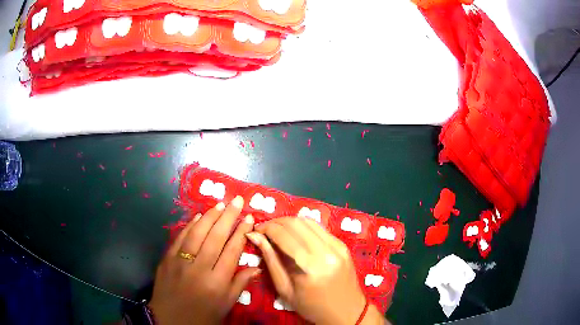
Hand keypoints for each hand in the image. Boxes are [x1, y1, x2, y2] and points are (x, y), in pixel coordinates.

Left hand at [149, 196, 258, 324]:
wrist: (169, 319)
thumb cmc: (202, 316)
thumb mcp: (225, 305)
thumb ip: (240, 284)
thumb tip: (256, 267)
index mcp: (217, 282)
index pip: (232, 251)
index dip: (241, 233)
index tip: (249, 218)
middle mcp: (199, 269)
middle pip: (216, 237)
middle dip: (228, 217)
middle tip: (237, 201)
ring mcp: (180, 261)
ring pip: (197, 233)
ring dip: (210, 216)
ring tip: (220, 204)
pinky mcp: (167, 259)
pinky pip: (180, 238)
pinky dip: (190, 226)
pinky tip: (198, 216)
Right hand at [246, 217, 387, 324]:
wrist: (346, 311)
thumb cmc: (312, 307)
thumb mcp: (285, 289)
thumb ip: (271, 260)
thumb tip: (255, 236)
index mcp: (310, 267)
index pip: (284, 235)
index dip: (266, 228)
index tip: (255, 230)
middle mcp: (326, 251)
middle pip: (296, 223)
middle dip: (276, 222)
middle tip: (264, 230)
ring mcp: (338, 246)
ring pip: (308, 221)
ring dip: (289, 222)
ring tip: (277, 231)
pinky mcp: (343, 245)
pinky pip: (319, 228)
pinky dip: (303, 227)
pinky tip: (295, 235)